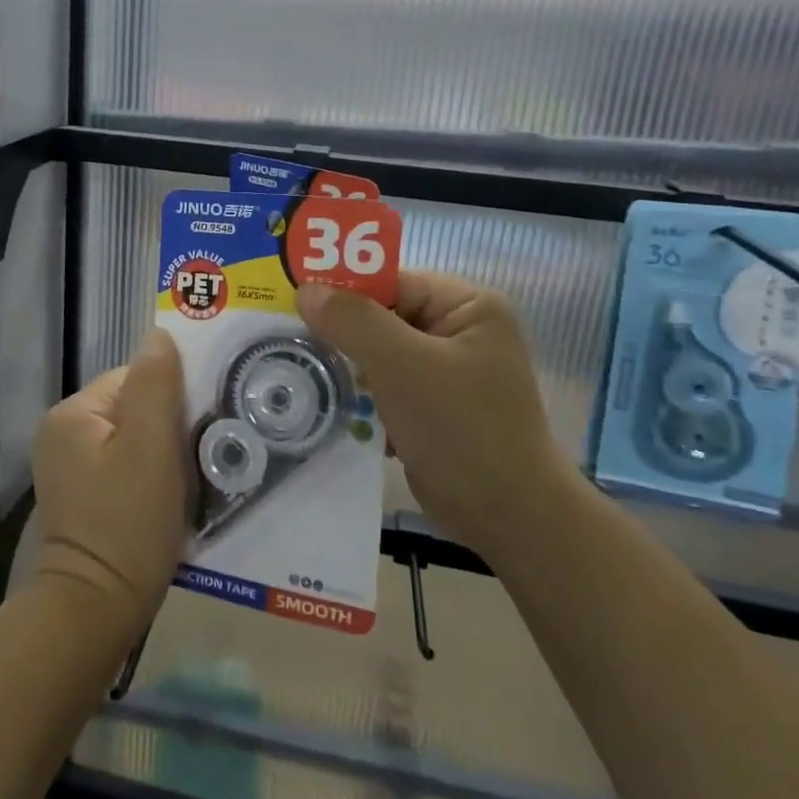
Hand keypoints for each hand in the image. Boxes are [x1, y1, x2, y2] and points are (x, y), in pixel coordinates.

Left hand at [28, 329, 190, 638]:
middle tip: (195, 460)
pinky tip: (165, 501)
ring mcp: (68, 467)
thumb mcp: (151, 447)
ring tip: (183, 484)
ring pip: (132, 438)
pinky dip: (148, 477)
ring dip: (162, 454)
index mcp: (74, 413)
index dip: (172, 400)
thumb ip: (156, 385)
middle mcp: (63, 432)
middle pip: (133, 407)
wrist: (94, 611)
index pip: (135, 379)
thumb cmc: (128, 524)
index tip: (196, 431)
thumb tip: (159, 334)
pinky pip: (123, 466)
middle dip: (167, 428)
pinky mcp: (80, 497)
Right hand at [297, 271, 563, 552]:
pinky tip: (329, 402)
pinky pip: (384, 384)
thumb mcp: (402, 366)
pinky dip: (359, 393)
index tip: (293, 303)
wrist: (508, 517)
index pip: (392, 281)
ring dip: (346, 365)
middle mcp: (458, 330)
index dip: (344, 289)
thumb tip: (305, 290)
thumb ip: (353, 322)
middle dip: (340, 331)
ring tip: (301, 371)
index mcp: (467, 306)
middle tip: (289, 338)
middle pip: (382, 315)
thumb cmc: (461, 429)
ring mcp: (445, 370)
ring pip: (378, 352)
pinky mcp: (432, 405)